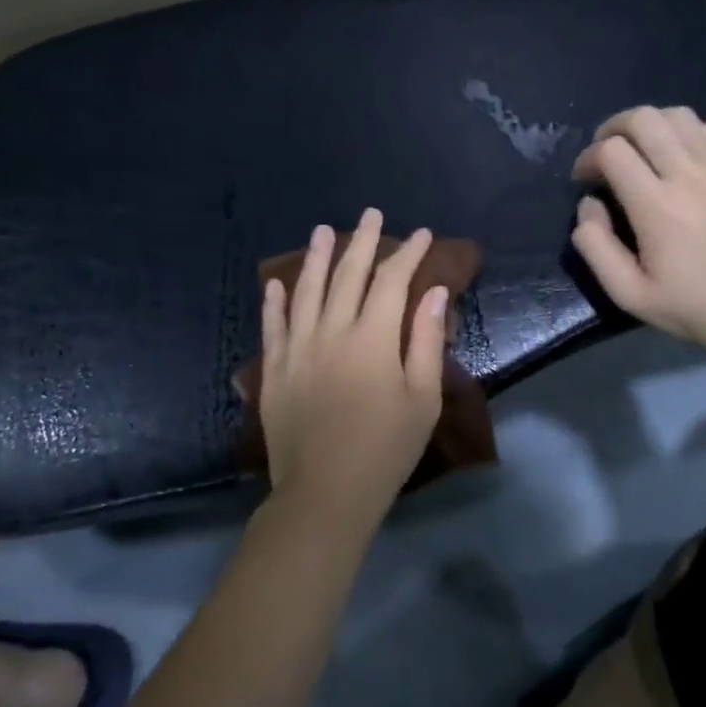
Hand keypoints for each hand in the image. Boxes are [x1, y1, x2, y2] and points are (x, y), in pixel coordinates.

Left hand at [259, 208, 450, 531]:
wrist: (324, 493)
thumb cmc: (385, 449)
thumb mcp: (422, 399)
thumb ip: (424, 341)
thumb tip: (433, 293)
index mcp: (371, 338)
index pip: (392, 282)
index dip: (407, 254)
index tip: (421, 234)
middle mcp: (331, 331)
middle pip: (347, 276)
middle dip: (362, 241)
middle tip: (371, 213)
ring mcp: (297, 348)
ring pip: (306, 290)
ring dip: (316, 257)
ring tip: (323, 230)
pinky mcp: (275, 369)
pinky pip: (272, 326)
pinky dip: (274, 301)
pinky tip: (276, 283)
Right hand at [570, 106, 705, 363]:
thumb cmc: (694, 306)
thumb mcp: (629, 294)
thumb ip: (596, 245)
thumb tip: (589, 204)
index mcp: (656, 205)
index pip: (612, 150)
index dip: (588, 158)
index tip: (585, 180)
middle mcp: (687, 174)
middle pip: (642, 118)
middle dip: (612, 129)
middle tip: (606, 156)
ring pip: (675, 114)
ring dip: (648, 126)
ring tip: (639, 152)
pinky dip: (682, 132)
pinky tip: (676, 157)